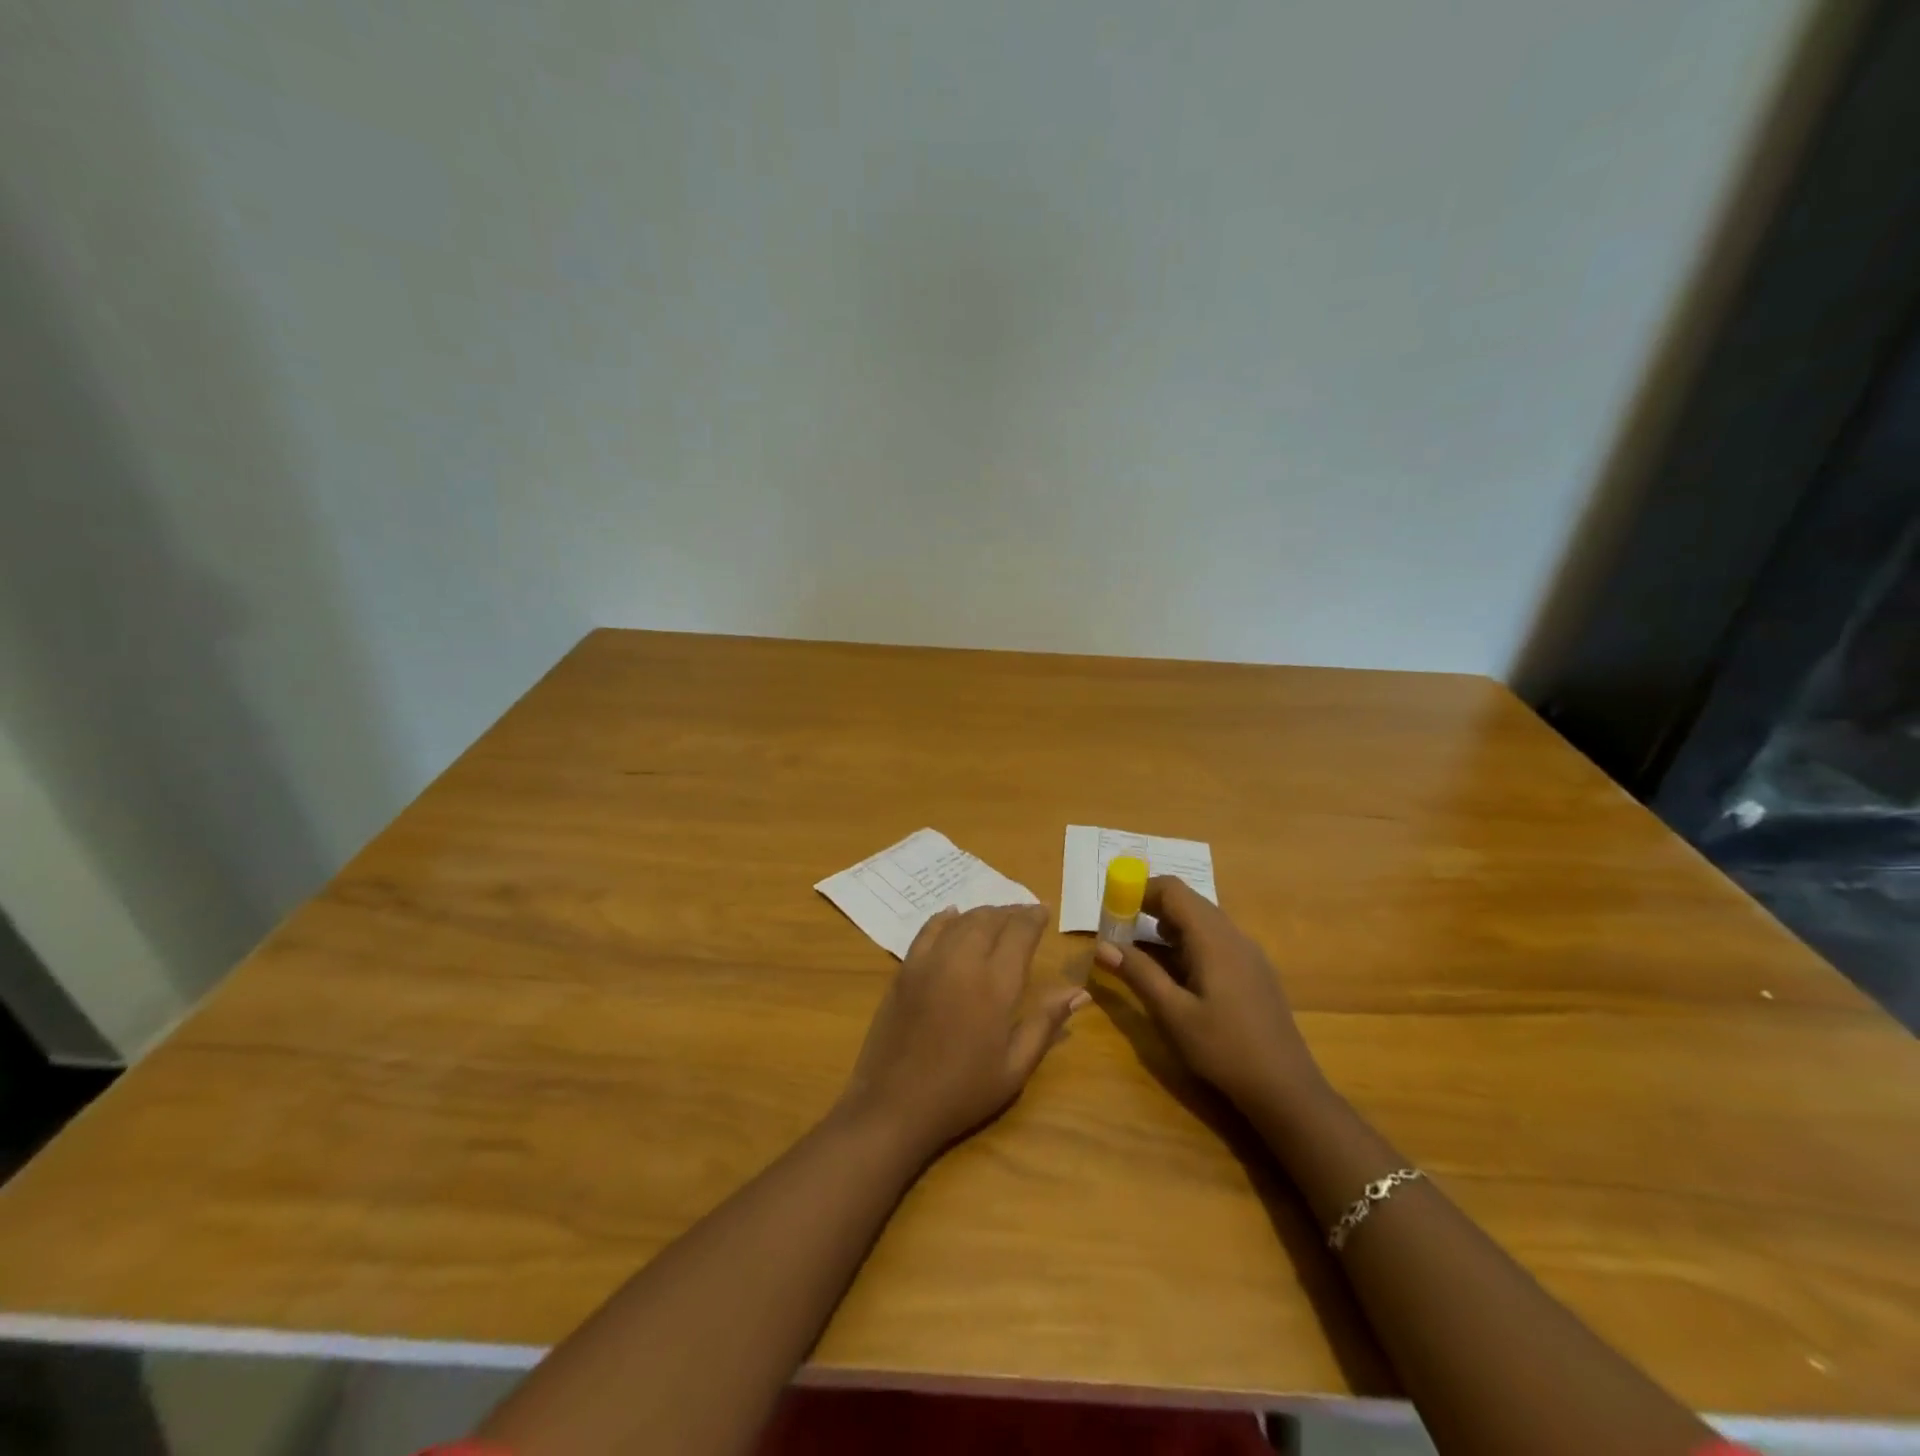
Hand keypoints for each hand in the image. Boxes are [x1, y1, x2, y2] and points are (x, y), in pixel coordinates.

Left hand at [839, 904, 1087, 1157]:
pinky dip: (945, 918)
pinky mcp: (905, 969)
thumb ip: (1046, 1023)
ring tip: (995, 917)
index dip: (1033, 917)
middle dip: (1010, 912)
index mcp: (996, 985)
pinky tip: (952, 916)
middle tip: (1023, 914)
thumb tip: (1080, 992)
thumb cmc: (962, 1092)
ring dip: (982, 913)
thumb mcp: (1014, 1067)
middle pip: (990, 920)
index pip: (1019, 933)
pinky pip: (928, 930)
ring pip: (961, 921)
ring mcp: (929, 962)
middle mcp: (963, 962)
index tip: (1044, 911)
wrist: (894, 1104)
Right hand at [1095, 877, 1320, 1114]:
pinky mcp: (1253, 972)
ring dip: (1168, 927)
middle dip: (1150, 908)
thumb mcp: (1173, 1014)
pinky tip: (1175, 974)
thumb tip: (1102, 946)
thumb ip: (1139, 974)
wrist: (1286, 1089)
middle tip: (1119, 929)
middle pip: (1188, 902)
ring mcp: (1248, 953)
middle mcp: (1233, 936)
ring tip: (1139, 951)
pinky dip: (1187, 943)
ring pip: (1202, 921)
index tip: (1112, 908)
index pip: (1173, 890)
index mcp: (1213, 939)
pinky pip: (1215, 941)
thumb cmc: (1224, 1049)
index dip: (1139, 889)